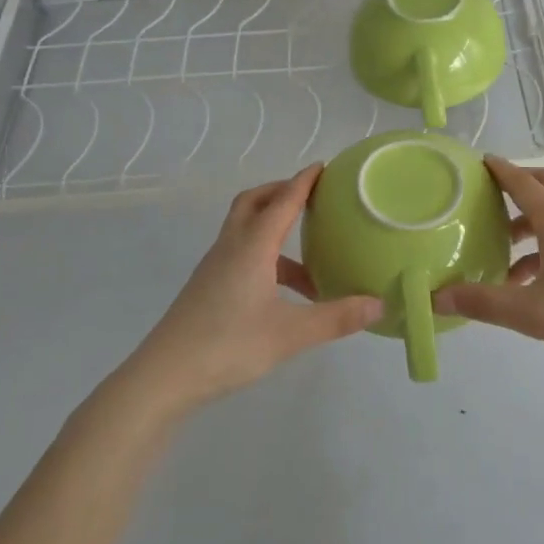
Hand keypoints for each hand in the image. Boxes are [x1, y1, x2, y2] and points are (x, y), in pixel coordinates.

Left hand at [123, 165, 381, 413]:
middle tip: (311, 197)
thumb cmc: (228, 346)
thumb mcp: (290, 334)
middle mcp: (231, 247)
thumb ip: (336, 318)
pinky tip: (285, 292)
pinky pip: (240, 253)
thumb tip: (379, 304)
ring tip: (311, 255)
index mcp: (252, 246)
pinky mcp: (208, 287)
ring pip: (245, 229)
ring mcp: (215, 267)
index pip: (282, 201)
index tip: (323, 166)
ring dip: (274, 228)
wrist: (164, 376)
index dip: (303, 182)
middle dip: (281, 192)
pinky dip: (265, 256)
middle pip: (253, 202)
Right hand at [433, 156, 543, 382]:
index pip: (523, 182)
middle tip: (490, 198)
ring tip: (503, 251)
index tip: (479, 162)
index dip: (500, 171)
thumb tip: (437, 296)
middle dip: (519, 186)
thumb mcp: (533, 314)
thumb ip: (484, 302)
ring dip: (532, 221)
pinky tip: (535, 281)